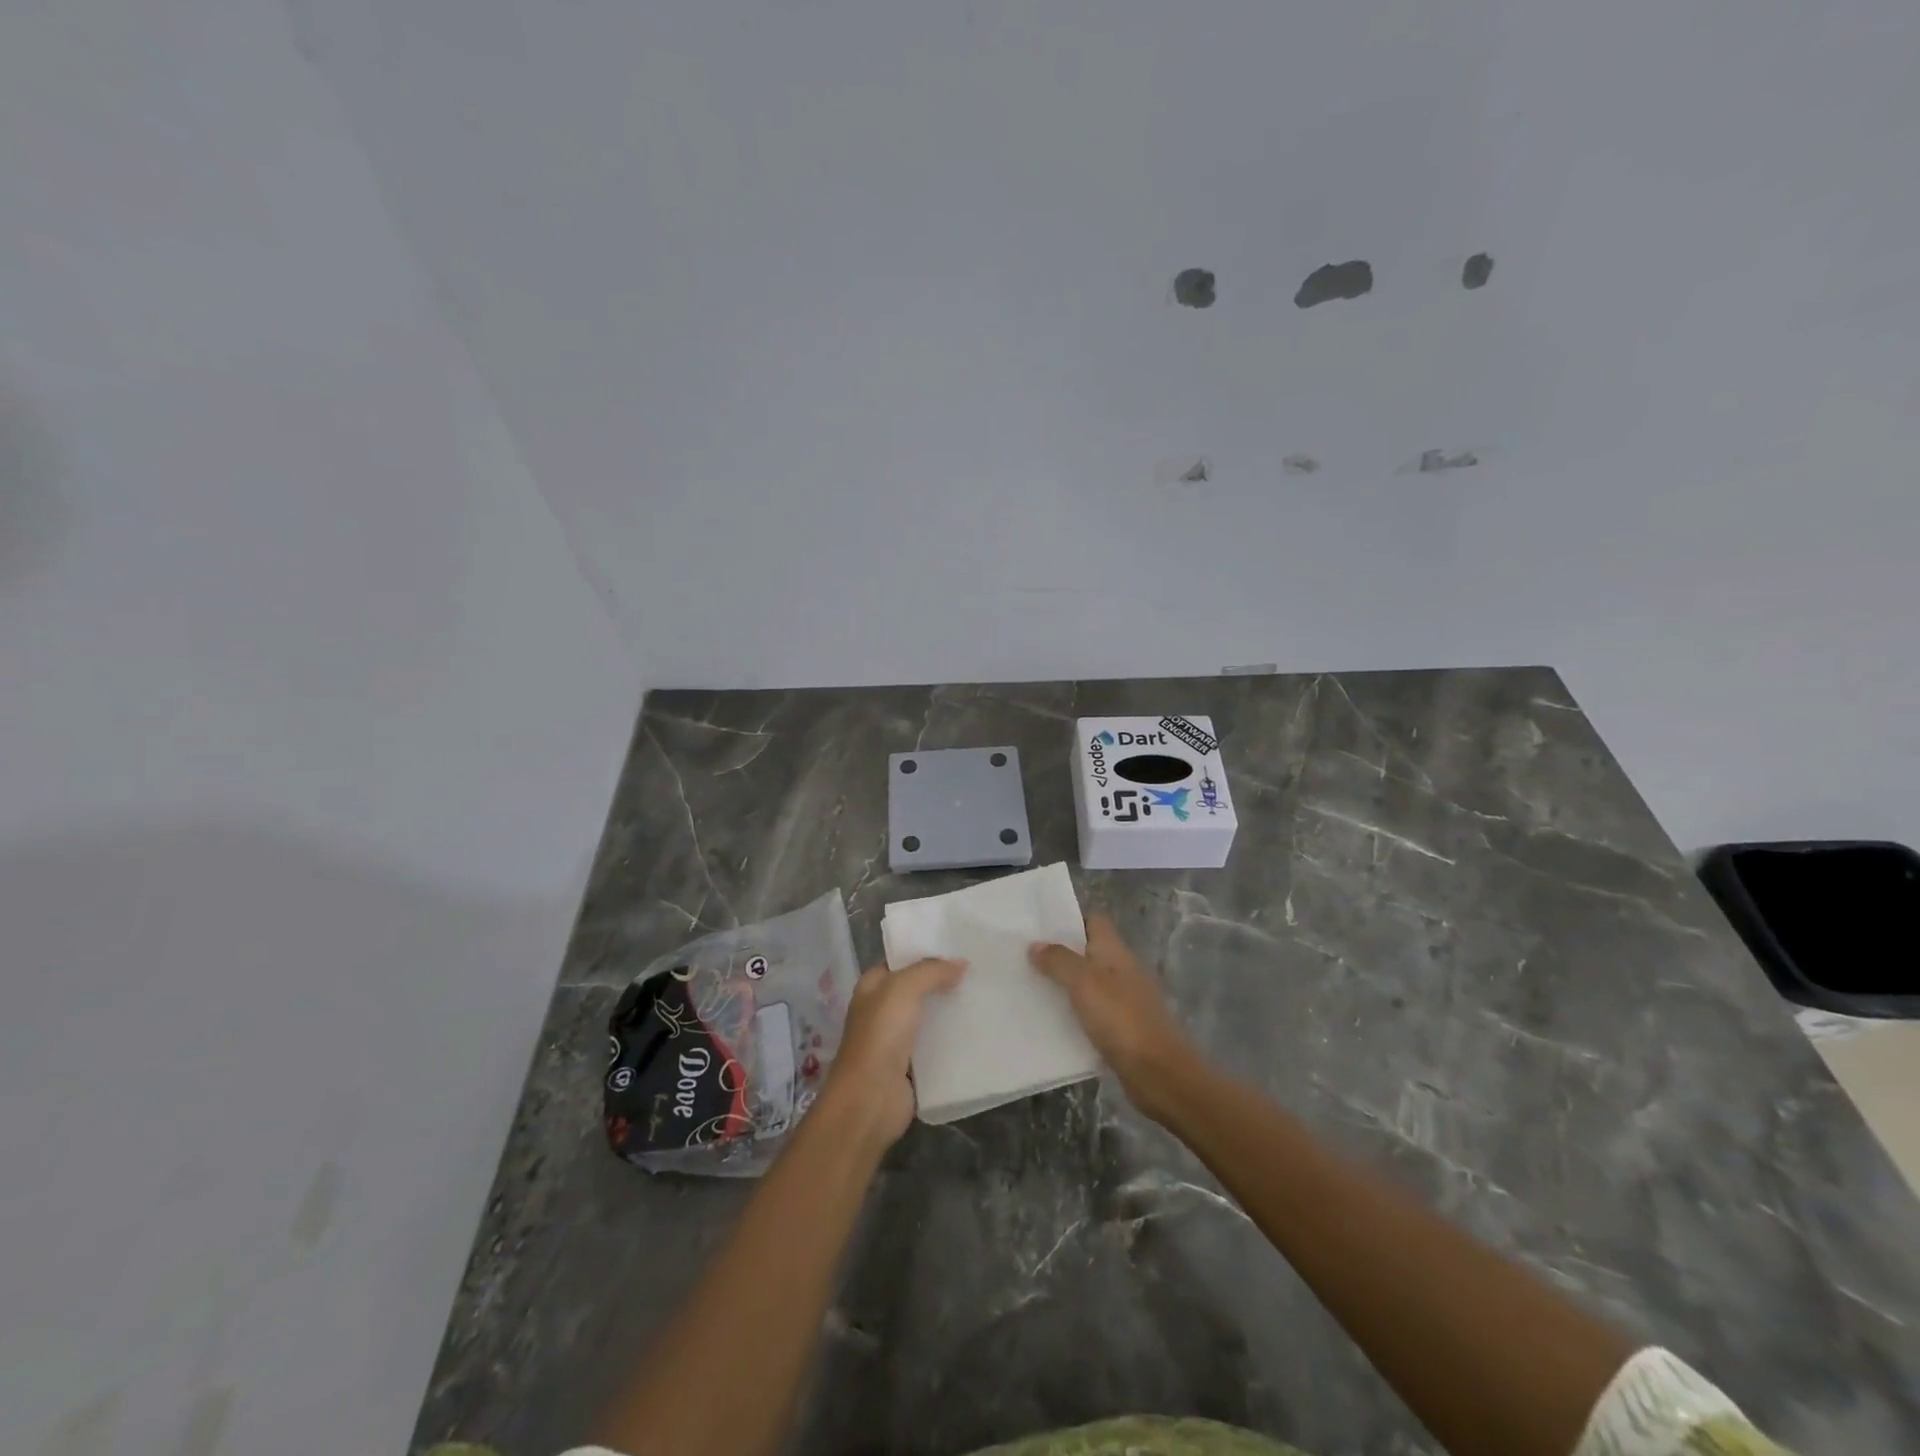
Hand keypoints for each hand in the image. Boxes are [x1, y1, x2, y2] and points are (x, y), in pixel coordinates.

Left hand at [817, 957, 965, 1151]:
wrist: (870, 1100)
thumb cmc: (880, 1036)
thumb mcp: (903, 990)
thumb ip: (931, 971)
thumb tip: (961, 963)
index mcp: (872, 986)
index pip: (901, 960)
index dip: (926, 951)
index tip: (959, 944)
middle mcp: (882, 1009)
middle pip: (917, 988)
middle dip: (943, 979)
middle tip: (979, 968)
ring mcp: (896, 1039)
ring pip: (929, 1015)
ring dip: (951, 1008)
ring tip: (985, 994)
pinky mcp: (911, 1066)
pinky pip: (936, 1044)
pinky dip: (953, 1037)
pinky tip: (978, 1028)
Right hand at [1030, 915, 1194, 1121]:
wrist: (1158, 1072)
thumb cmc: (1120, 1018)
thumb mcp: (1083, 982)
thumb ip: (1058, 961)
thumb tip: (1036, 945)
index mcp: (1115, 952)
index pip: (1095, 921)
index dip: (1071, 920)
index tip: (1041, 928)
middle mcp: (1122, 971)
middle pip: (1090, 952)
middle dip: (1062, 954)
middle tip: (1026, 959)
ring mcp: (1126, 1001)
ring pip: (1091, 984)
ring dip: (1066, 986)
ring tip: (1032, 989)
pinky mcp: (1124, 1029)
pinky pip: (1094, 1013)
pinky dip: (1076, 1014)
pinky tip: (1054, 1023)